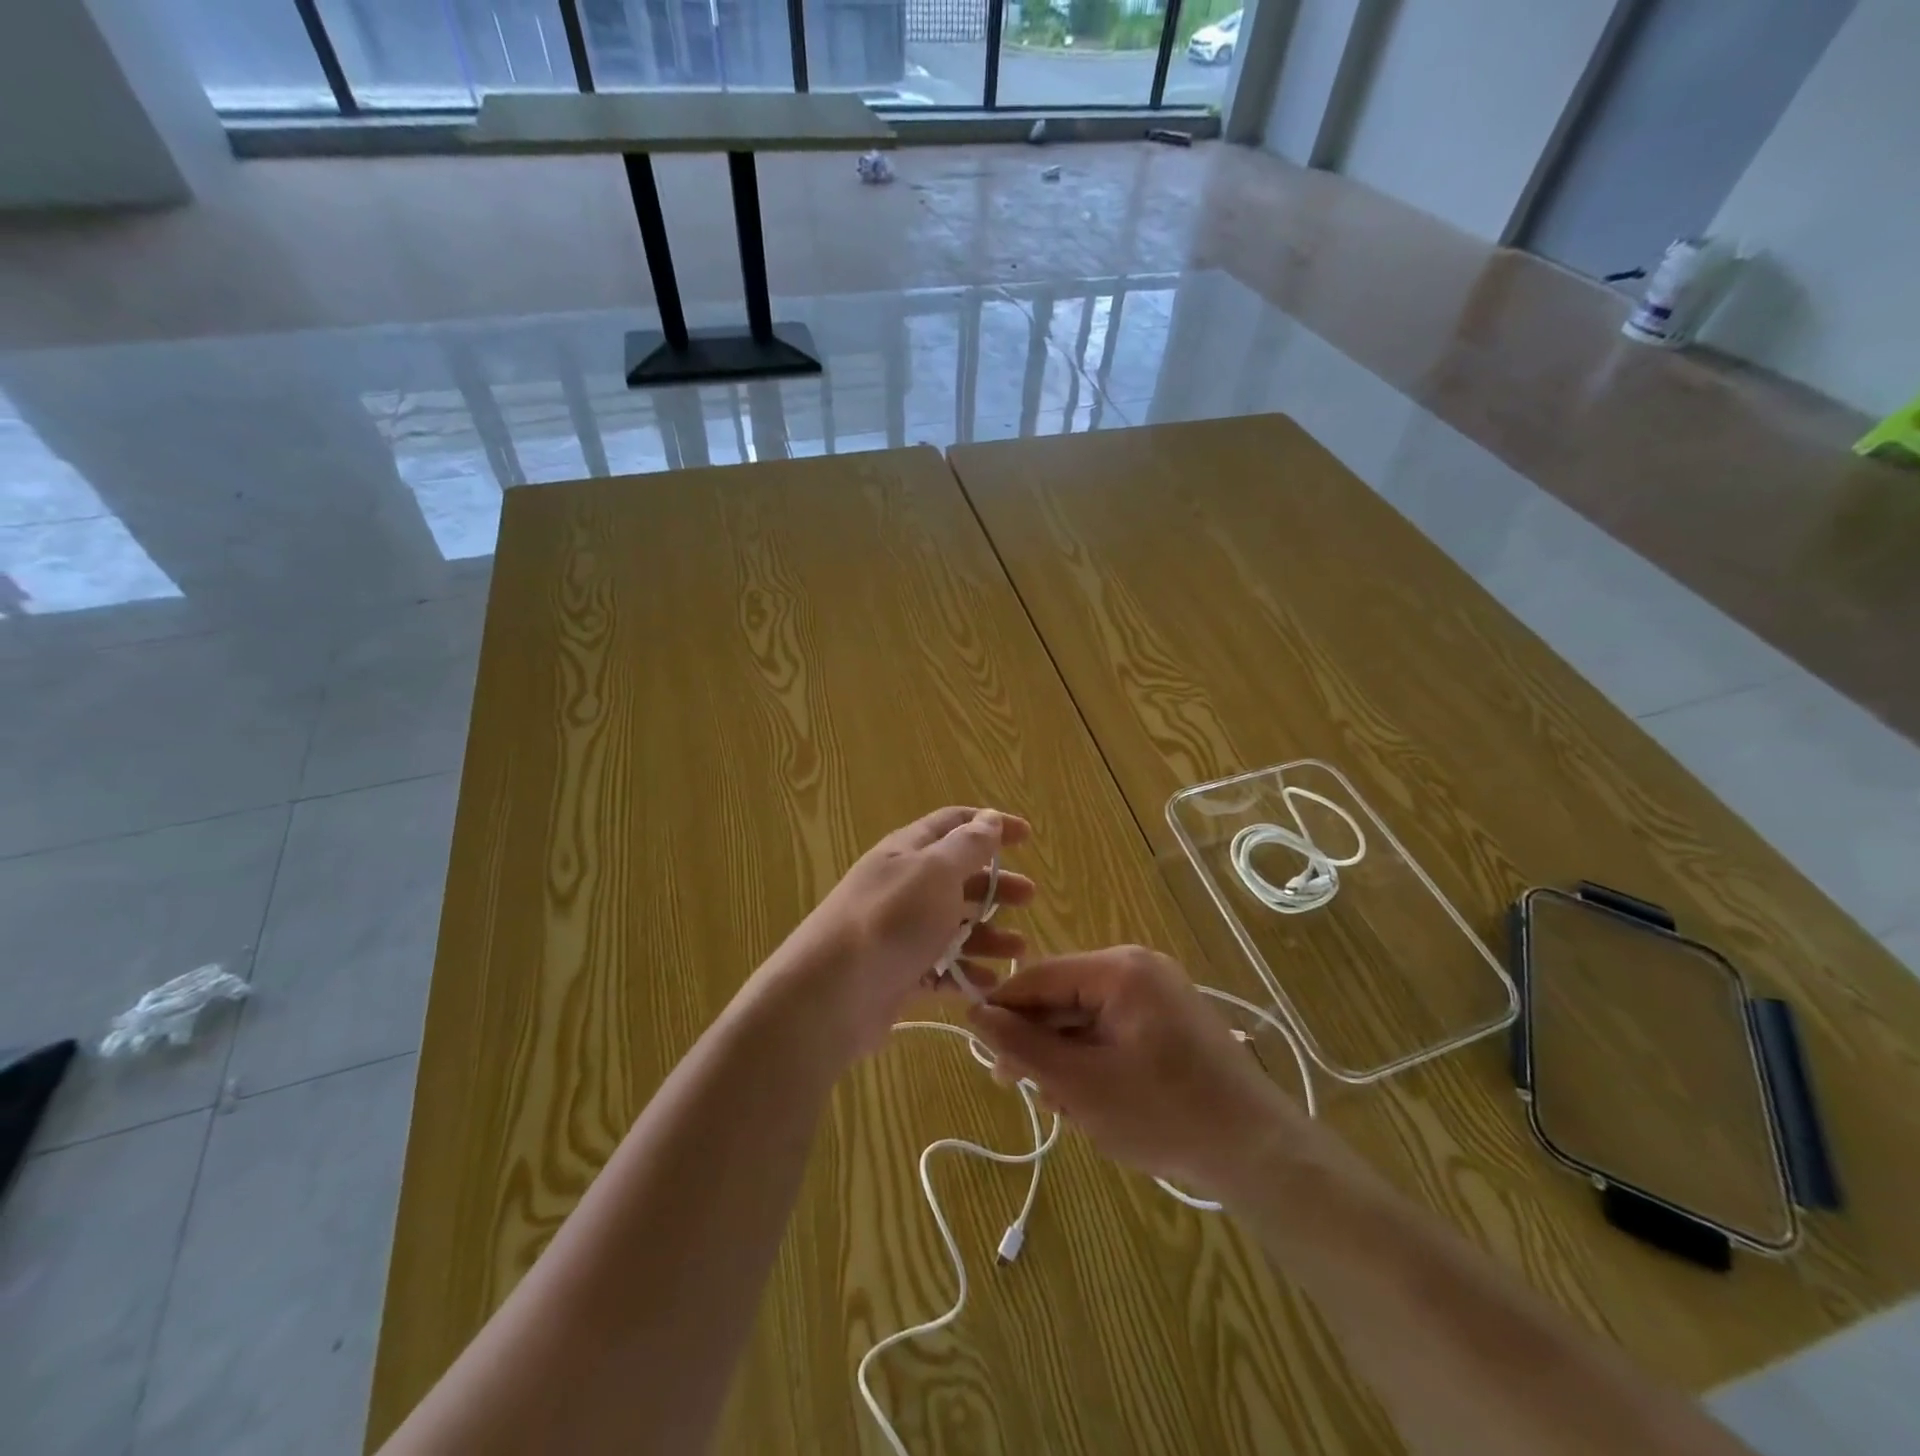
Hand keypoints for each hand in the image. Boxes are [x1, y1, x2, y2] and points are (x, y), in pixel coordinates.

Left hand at [777, 807, 1032, 1056]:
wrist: (830, 994)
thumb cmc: (890, 920)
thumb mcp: (934, 872)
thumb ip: (966, 846)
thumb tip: (988, 819)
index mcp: (908, 852)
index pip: (954, 824)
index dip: (990, 825)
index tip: (1027, 836)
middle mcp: (903, 887)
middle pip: (957, 877)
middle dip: (995, 884)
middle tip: (1029, 896)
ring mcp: (899, 933)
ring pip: (953, 926)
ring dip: (988, 934)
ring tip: (1019, 949)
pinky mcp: (898, 974)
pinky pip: (941, 969)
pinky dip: (967, 973)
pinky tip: (991, 984)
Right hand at [968, 947, 1305, 1195]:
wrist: (1258, 1153)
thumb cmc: (1165, 1115)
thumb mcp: (1081, 1085)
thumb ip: (1024, 1048)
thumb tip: (974, 1014)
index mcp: (1119, 969)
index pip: (1040, 976)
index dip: (1004, 1011)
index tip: (980, 1051)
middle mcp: (1137, 968)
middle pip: (1063, 996)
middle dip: (1040, 1044)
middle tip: (1023, 1091)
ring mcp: (1157, 993)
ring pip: (1085, 1017)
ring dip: (1066, 1059)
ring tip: (1067, 1107)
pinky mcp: (1168, 1020)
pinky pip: (1111, 1029)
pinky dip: (1094, 1060)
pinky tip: (1093, 1101)